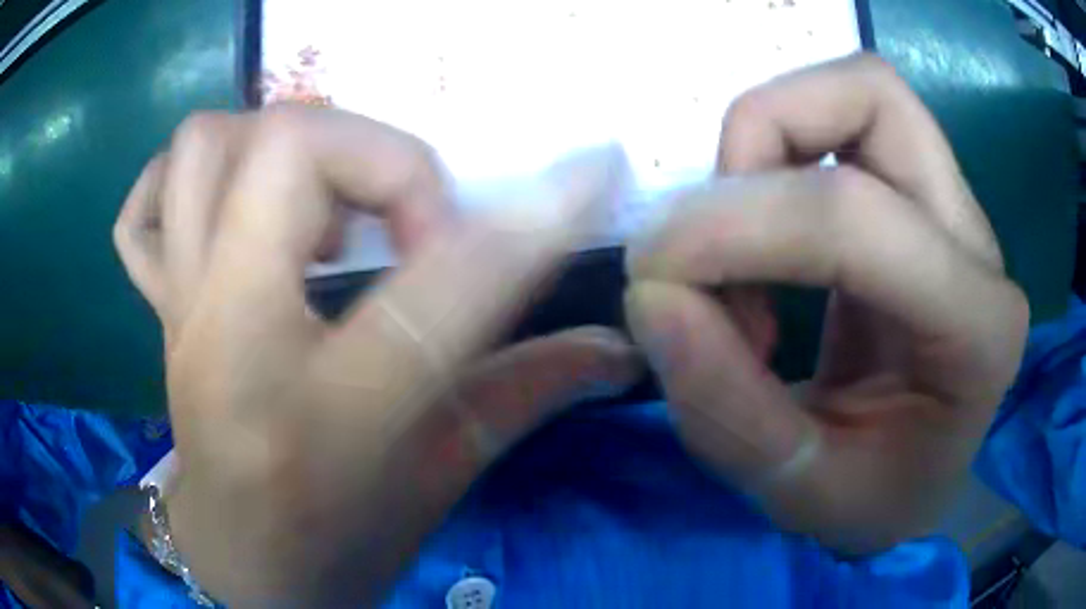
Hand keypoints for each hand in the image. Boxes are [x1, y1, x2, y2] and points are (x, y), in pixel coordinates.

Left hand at [113, 106, 639, 604]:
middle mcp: (229, 336)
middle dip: (377, 155)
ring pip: (201, 147)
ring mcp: (178, 313)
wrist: (238, 564)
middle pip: (287, 149)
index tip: (590, 172)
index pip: (440, 286)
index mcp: (320, 414)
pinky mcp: (155, 310)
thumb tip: (615, 346)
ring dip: (278, 145)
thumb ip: (525, 396)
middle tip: (411, 221)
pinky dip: (181, 184)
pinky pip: (141, 208)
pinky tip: (231, 215)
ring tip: (321, 204)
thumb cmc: (338, 543)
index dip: (530, 218)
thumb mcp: (439, 482)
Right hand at [624, 54, 1028, 553]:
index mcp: (978, 330)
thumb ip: (725, 409)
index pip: (853, 217)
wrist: (917, 482)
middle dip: (761, 139)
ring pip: (855, 91)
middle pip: (869, 96)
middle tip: (714, 242)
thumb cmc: (873, 502)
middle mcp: (977, 243)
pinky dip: (776, 157)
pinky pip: (840, 122)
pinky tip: (765, 245)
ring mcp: (953, 207)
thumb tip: (652, 296)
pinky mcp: (921, 195)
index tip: (653, 278)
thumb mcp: (796, 494)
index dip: (734, 227)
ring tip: (741, 247)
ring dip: (767, 141)